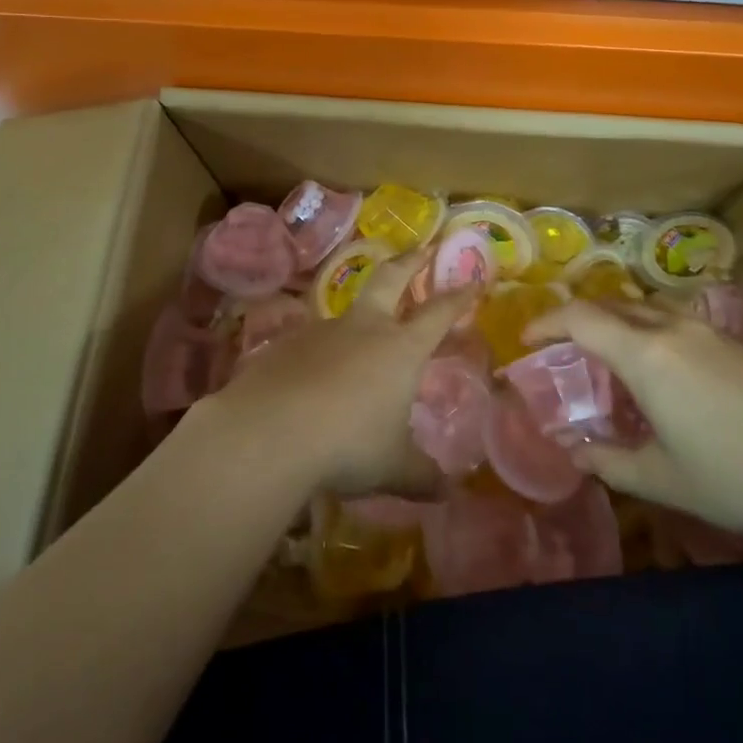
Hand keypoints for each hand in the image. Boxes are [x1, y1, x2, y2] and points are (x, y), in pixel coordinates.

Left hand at [201, 255, 476, 498]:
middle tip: (420, 250)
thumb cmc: (347, 444)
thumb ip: (421, 475)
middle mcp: (364, 328)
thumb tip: (447, 492)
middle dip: (408, 263)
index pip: (438, 313)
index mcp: (400, 349)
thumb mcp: (392, 467)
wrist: (271, 430)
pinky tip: (311, 378)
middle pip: (389, 279)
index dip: (457, 296)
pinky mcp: (285, 344)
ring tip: (360, 336)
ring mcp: (321, 331)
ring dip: (359, 315)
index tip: (472, 280)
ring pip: (346, 312)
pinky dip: (319, 352)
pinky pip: (309, 341)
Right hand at [526, 298, 742, 550]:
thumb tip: (574, 452)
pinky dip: (644, 330)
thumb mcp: (665, 480)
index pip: (581, 318)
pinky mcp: (732, 341)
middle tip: (559, 349)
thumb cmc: (740, 477)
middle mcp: (671, 327)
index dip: (546, 323)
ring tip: (603, 357)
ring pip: (643, 308)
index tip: (525, 340)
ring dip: (613, 321)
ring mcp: (706, 330)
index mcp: (646, 355)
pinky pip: (670, 319)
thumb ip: (611, 463)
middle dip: (576, 320)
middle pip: (610, 305)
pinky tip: (656, 369)